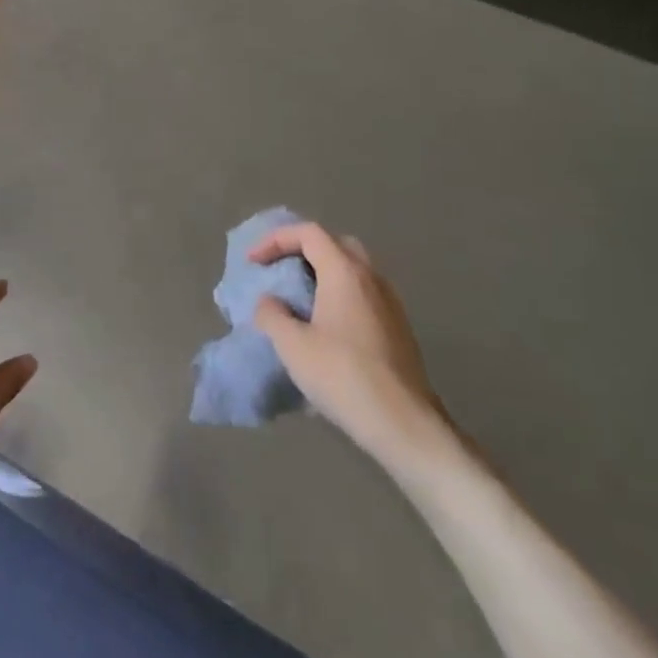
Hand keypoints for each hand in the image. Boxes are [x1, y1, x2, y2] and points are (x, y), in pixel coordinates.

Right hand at [250, 223, 454, 472]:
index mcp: (345, 272)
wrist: (404, 424)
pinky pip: (362, 295)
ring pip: (352, 271)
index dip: (275, 239)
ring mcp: (390, 303)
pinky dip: (338, 296)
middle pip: (334, 244)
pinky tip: (323, 328)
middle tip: (280, 271)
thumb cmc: (343, 375)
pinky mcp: (397, 329)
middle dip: (302, 251)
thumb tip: (269, 302)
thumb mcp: (292, 345)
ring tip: (297, 300)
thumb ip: (271, 314)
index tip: (253, 263)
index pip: (308, 233)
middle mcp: (372, 278)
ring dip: (322, 275)